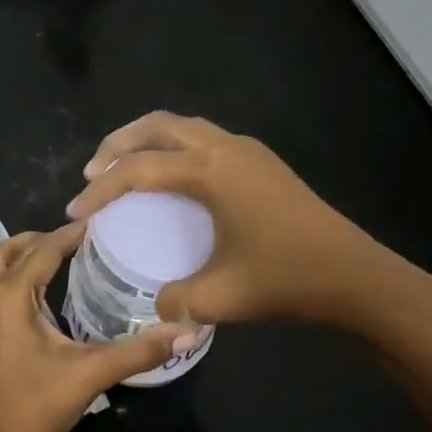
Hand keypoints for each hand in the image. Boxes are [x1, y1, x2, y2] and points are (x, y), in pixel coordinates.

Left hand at [0, 224, 185, 431]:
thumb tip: (188, 331)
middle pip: (10, 250)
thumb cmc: (40, 406)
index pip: (43, 250)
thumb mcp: (92, 373)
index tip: (98, 223)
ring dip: (15, 254)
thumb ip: (140, 350)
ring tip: (46, 257)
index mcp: (11, 296)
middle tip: (76, 241)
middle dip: (41, 239)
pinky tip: (19, 292)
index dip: (70, 234)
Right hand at [66, 112, 414, 330]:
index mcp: (210, 171)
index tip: (75, 211)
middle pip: (157, 126)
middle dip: (118, 144)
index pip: (138, 170)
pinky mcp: (262, 161)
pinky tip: (173, 178)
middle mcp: (225, 147)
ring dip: (147, 140)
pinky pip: (204, 138)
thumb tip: (157, 306)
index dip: (100, 190)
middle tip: (93, 172)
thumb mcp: (223, 297)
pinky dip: (175, 147)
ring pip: (183, 126)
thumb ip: (178, 300)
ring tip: (124, 168)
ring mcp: (247, 150)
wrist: (357, 275)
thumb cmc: (288, 280)